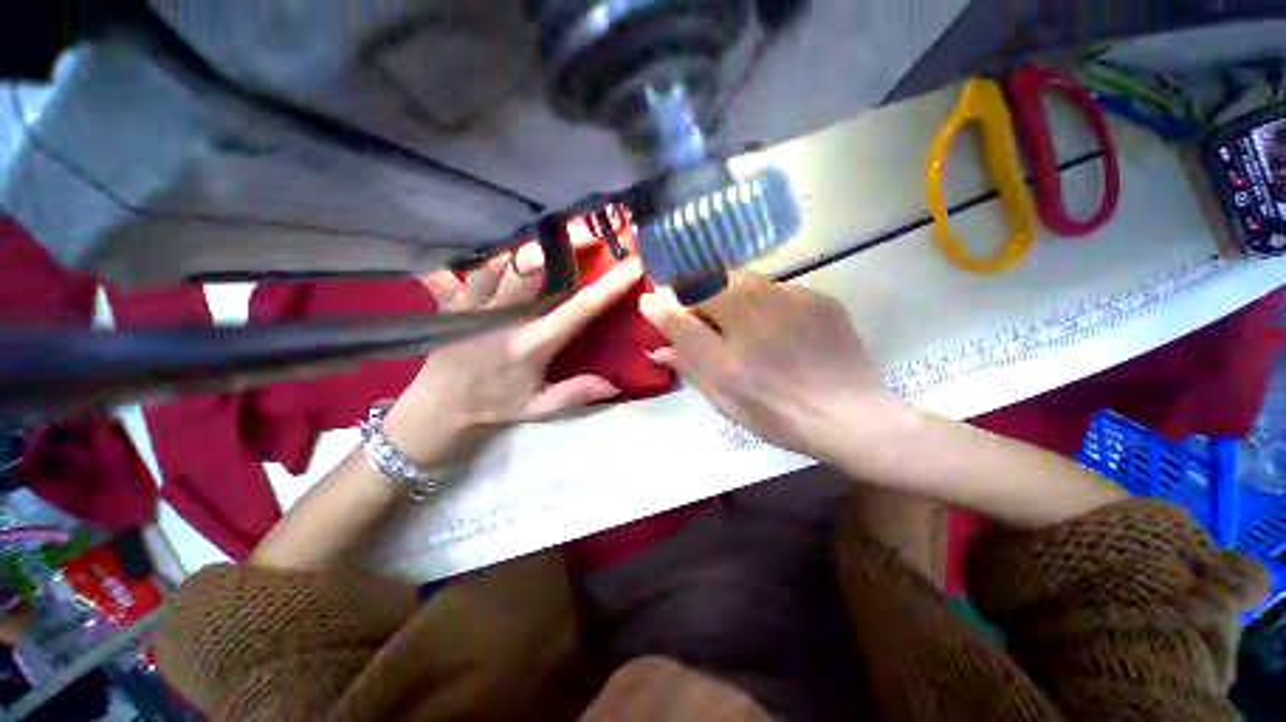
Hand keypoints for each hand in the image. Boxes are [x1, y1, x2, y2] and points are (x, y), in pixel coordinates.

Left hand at [383, 245, 643, 466]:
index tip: (633, 264)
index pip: (578, 310)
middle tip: (586, 230)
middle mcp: (502, 318)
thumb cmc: (495, 406)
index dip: (608, 286)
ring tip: (547, 231)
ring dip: (524, 245)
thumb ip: (573, 395)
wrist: (438, 408)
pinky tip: (492, 244)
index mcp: (531, 344)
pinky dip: (483, 253)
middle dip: (562, 246)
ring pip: (499, 260)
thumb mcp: (538, 409)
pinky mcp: (452, 301)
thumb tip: (613, 384)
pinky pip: (466, 266)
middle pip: (531, 269)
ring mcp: (473, 305)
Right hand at [639, 274, 900, 462]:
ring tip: (732, 311)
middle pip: (708, 285)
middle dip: (693, 290)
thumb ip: (691, 369)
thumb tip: (658, 347)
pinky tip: (771, 319)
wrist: (850, 415)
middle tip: (696, 306)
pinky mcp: (816, 298)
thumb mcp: (727, 402)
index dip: (659, 308)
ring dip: (724, 288)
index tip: (650, 301)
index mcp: (728, 362)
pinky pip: (774, 286)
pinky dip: (760, 297)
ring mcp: (789, 305)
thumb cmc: (779, 417)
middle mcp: (754, 326)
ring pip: (740, 278)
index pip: (679, 320)